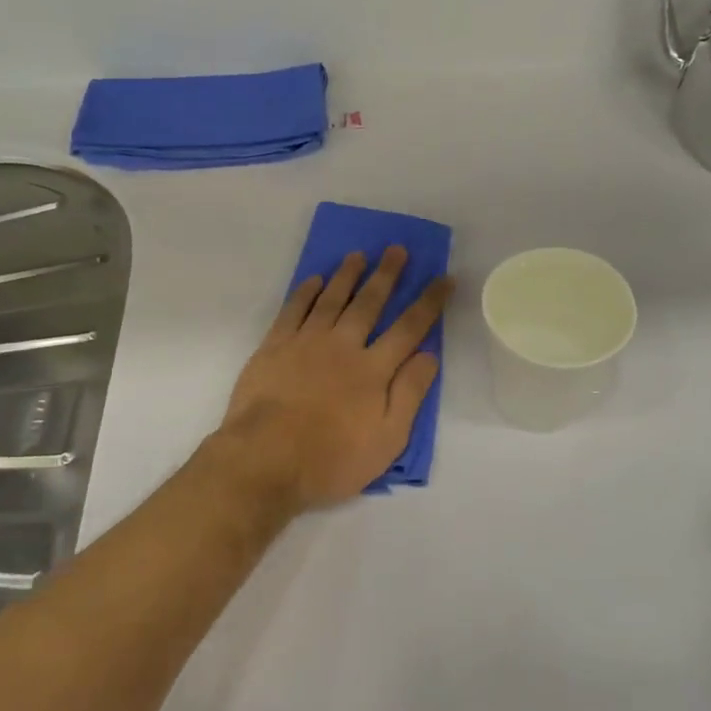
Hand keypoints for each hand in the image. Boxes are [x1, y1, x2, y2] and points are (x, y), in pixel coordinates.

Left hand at [217, 248, 453, 514]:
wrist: (265, 460)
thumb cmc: (331, 459)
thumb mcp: (387, 440)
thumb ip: (409, 394)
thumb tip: (429, 355)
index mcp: (373, 370)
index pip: (410, 328)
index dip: (429, 301)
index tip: (444, 277)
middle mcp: (343, 346)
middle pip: (369, 302)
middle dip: (387, 275)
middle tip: (397, 249)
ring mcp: (306, 342)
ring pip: (331, 298)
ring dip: (347, 275)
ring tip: (359, 255)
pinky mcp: (274, 346)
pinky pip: (293, 309)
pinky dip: (305, 291)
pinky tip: (314, 279)